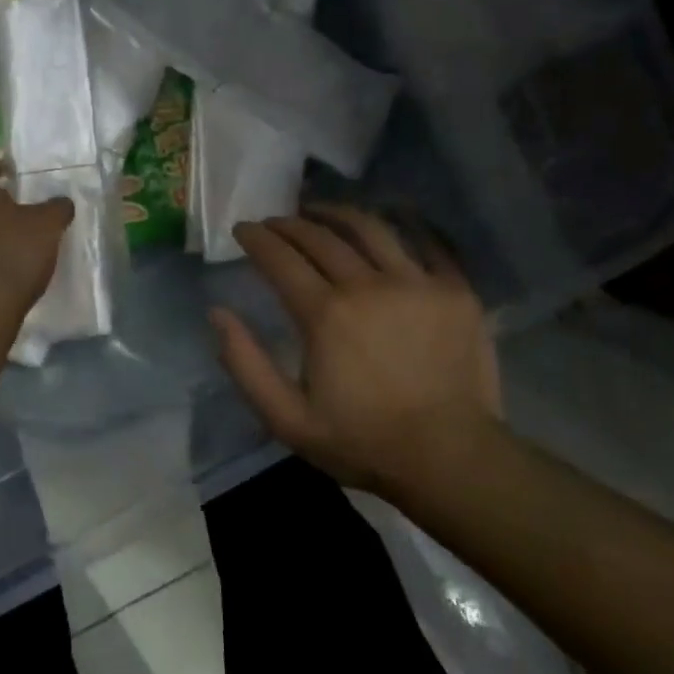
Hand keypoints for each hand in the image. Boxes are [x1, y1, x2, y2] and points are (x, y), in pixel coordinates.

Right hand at [211, 205, 503, 495]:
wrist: (451, 460)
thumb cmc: (363, 442)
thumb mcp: (286, 418)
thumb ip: (245, 364)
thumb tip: (217, 313)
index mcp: (324, 313)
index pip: (280, 257)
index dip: (256, 238)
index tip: (243, 229)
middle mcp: (367, 285)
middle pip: (320, 236)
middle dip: (289, 224)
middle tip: (275, 223)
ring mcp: (416, 283)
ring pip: (370, 228)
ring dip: (337, 214)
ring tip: (320, 213)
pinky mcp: (456, 291)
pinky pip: (428, 243)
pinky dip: (403, 227)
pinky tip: (388, 223)